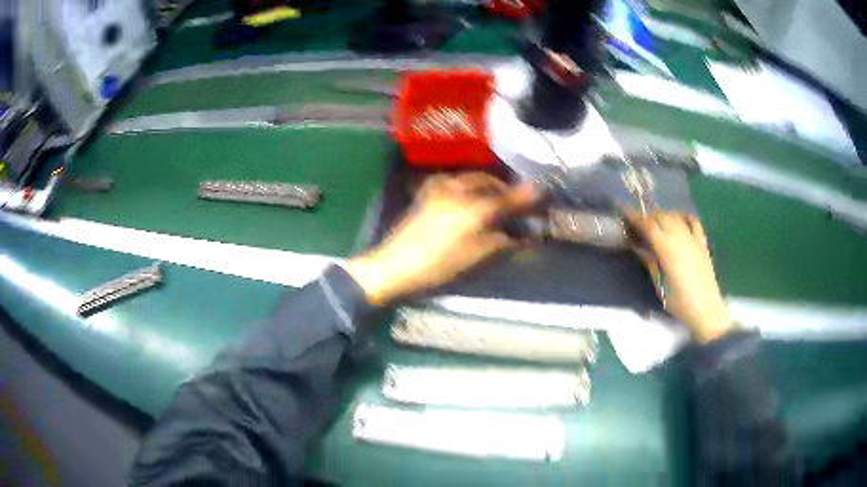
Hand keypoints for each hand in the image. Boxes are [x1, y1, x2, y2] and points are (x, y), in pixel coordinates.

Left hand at [344, 173, 537, 305]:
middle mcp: (457, 190)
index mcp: (473, 207)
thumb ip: (503, 241)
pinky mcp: (425, 195)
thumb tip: (525, 235)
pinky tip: (468, 200)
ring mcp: (438, 190)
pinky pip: (454, 183)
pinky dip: (468, 187)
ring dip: (487, 186)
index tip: (542, 195)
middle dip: (505, 188)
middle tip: (514, 201)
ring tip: (493, 200)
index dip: (526, 198)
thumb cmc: (437, 266)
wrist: (393, 267)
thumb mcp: (475, 257)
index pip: (508, 198)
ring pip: (470, 179)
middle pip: (488, 181)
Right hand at [624, 211, 732, 343]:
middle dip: (646, 215)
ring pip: (674, 216)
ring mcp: (692, 237)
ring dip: (662, 215)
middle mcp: (679, 236)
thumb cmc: (679, 301)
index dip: (634, 217)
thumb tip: (637, 246)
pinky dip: (682, 216)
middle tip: (636, 222)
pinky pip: (692, 221)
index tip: (623, 212)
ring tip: (654, 222)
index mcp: (666, 247)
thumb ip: (649, 261)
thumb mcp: (659, 284)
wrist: (705, 308)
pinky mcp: (701, 241)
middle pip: (660, 216)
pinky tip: (677, 220)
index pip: (647, 224)